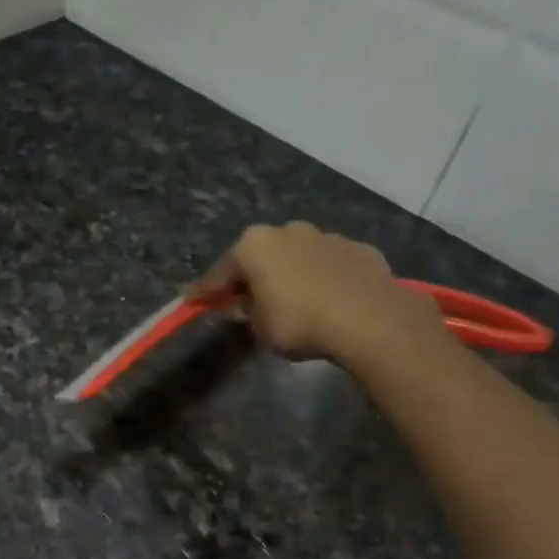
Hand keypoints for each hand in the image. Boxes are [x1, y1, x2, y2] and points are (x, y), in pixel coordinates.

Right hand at [189, 221, 444, 371]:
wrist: (367, 318)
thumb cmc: (299, 322)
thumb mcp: (260, 327)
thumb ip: (246, 312)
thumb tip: (242, 305)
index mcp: (254, 245)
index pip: (220, 272)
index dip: (204, 291)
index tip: (191, 301)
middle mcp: (287, 231)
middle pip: (260, 256)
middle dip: (251, 276)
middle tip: (244, 300)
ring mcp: (325, 236)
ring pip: (297, 256)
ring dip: (289, 274)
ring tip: (291, 300)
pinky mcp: (357, 249)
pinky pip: (328, 265)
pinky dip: (321, 278)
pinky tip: (326, 299)